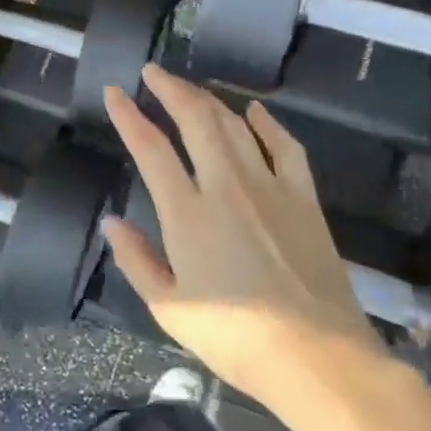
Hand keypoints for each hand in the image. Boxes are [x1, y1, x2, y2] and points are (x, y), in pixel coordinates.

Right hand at [103, 65, 384, 399]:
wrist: (318, 357)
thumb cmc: (235, 339)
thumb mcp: (169, 309)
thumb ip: (137, 260)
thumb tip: (112, 223)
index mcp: (187, 213)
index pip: (151, 148)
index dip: (129, 116)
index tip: (114, 92)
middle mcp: (226, 187)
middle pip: (195, 120)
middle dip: (171, 89)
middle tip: (153, 72)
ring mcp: (270, 188)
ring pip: (234, 126)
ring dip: (208, 100)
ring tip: (189, 89)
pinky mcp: (304, 198)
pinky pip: (285, 147)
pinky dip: (267, 124)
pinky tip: (256, 111)